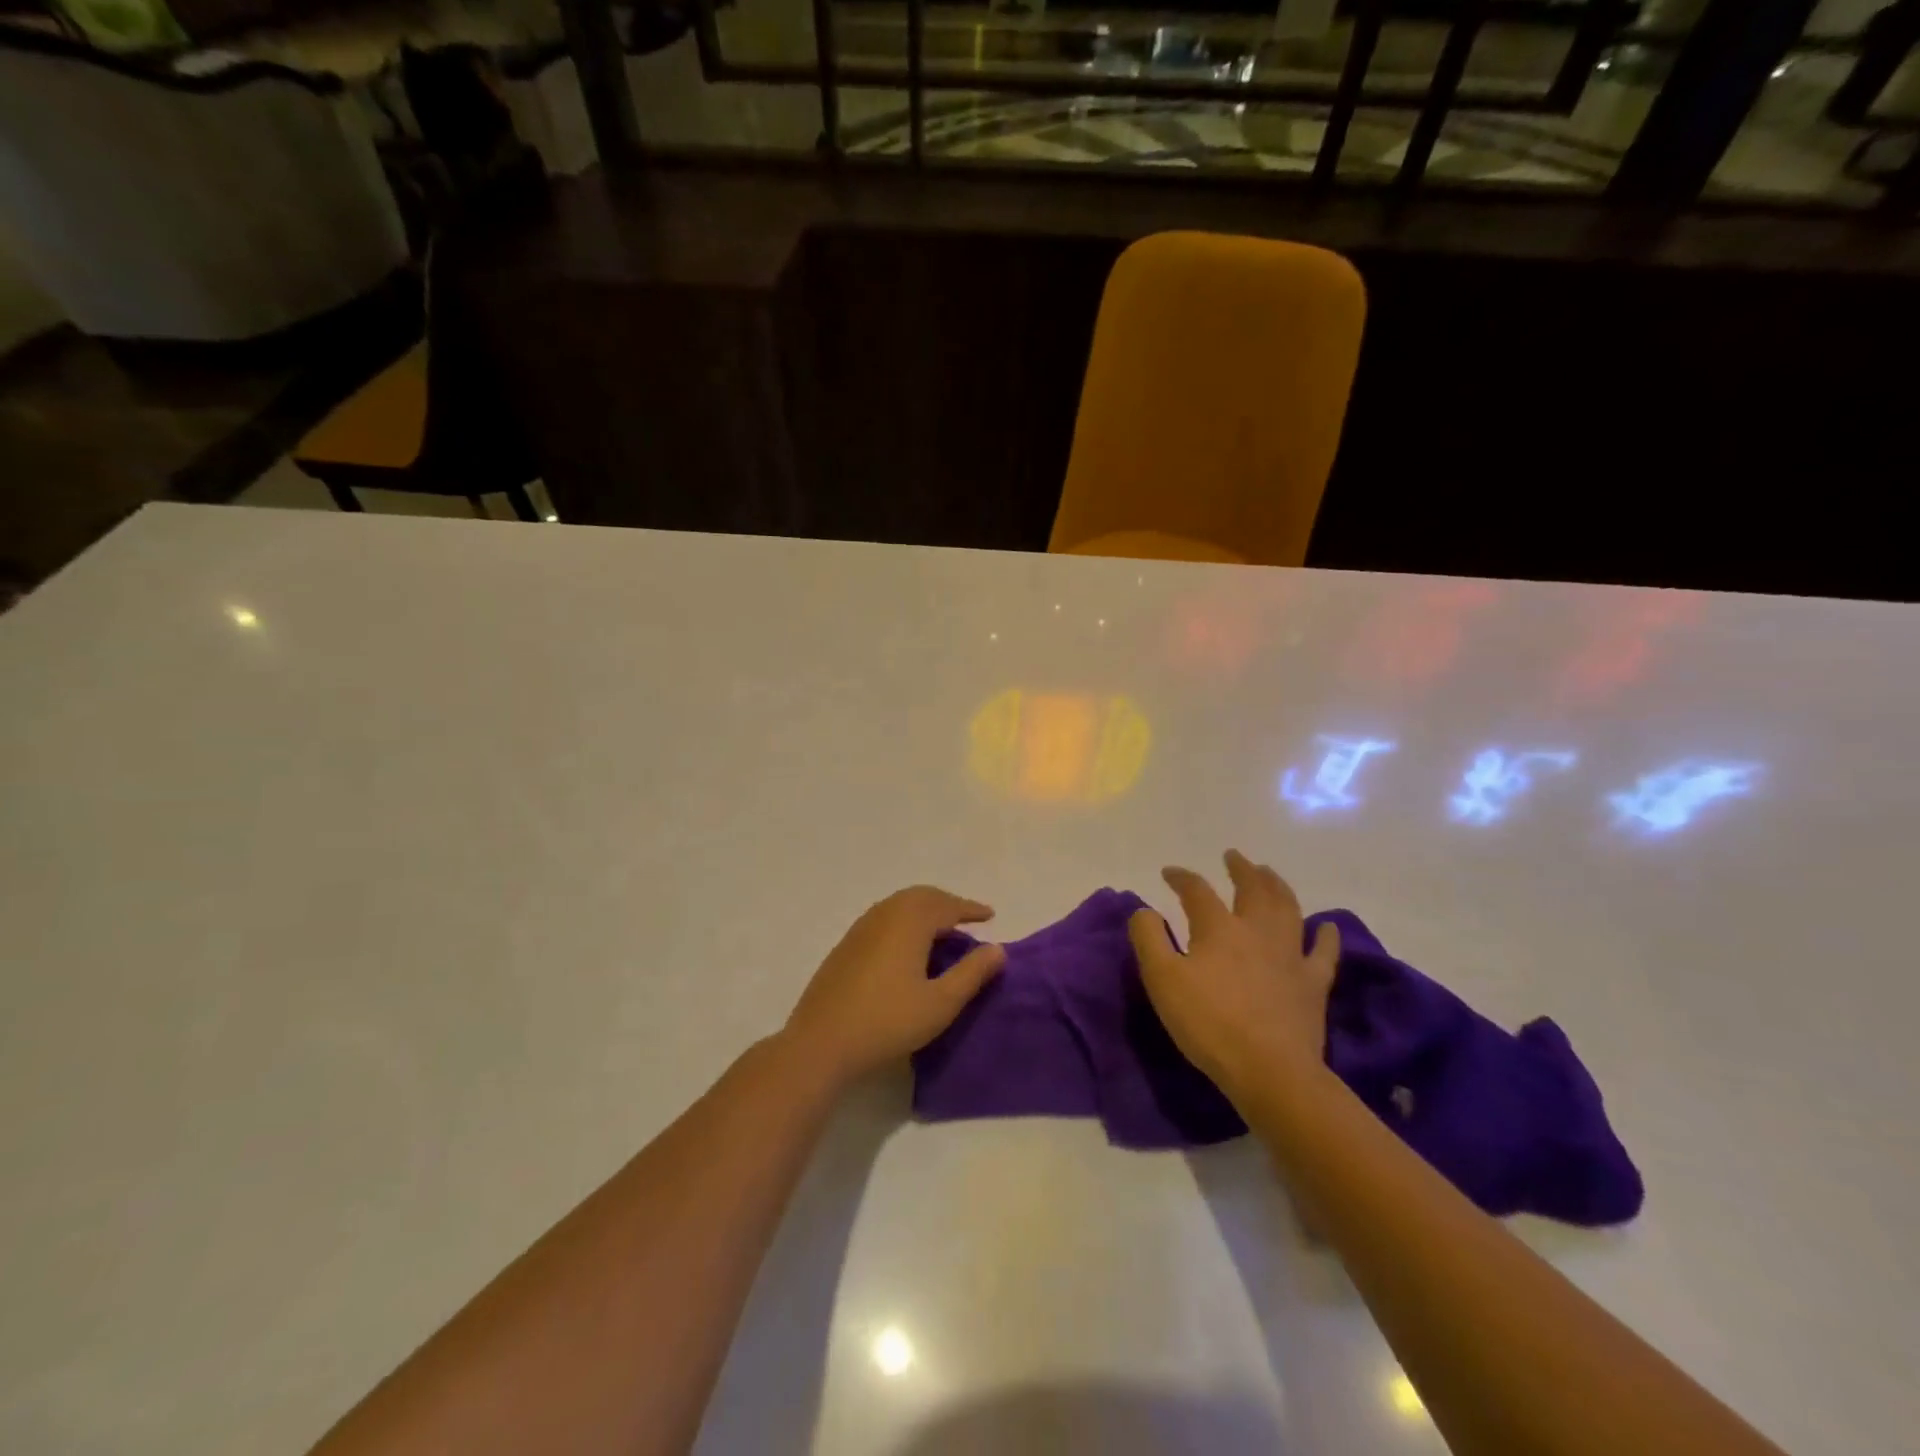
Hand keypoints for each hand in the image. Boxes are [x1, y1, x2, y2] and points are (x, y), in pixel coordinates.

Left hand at [784, 886, 1005, 1085]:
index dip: (970, 909)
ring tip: (941, 932)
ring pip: (899, 905)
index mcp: (909, 922)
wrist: (821, 1043)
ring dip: (924, 911)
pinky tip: (907, 948)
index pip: (946, 905)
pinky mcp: (846, 946)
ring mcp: (860, 929)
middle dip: (946, 904)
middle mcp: (884, 915)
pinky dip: (904, 922)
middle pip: (920, 897)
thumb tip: (997, 949)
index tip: (990, 915)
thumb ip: (971, 973)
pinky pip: (883, 919)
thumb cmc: (887, 1022)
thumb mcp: (940, 1003)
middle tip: (967, 920)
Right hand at [1127, 850, 1340, 1105]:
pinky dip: (1326, 936)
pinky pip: (1323, 952)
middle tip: (1234, 856)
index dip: (1182, 877)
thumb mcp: (1162, 980)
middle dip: (1241, 869)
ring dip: (1278, 886)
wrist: (1269, 1070)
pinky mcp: (1313, 983)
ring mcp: (1290, 955)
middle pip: (1252, 888)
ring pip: (1287, 908)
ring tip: (1270, 874)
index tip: (1169, 872)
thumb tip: (1144, 910)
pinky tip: (1327, 927)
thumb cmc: (1209, 1023)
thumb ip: (1148, 938)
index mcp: (1218, 928)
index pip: (1197, 891)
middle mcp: (1257, 931)